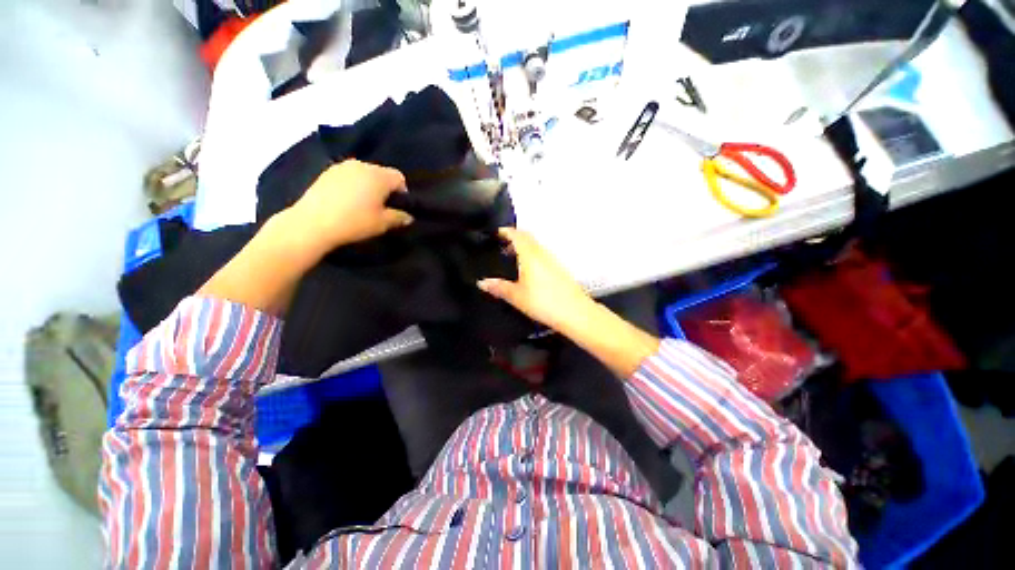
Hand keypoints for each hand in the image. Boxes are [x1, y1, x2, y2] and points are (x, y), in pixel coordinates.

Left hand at [287, 160, 412, 252]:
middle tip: (381, 207)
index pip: (399, 177)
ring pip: (364, 174)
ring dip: (368, 186)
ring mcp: (342, 167)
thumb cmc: (355, 222)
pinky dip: (352, 185)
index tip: (397, 207)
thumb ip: (399, 217)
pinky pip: (348, 176)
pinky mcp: (326, 172)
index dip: (402, 192)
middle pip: (381, 174)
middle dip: (385, 188)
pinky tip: (346, 201)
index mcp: (378, 176)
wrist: (312, 223)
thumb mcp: (383, 224)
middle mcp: (362, 165)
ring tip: (362, 204)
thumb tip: (408, 216)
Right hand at [477, 228, 595, 333]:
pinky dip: (533, 256)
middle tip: (502, 244)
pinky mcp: (560, 270)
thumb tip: (482, 282)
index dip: (506, 231)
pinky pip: (543, 256)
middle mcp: (543, 254)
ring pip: (537, 247)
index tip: (497, 232)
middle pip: (528, 238)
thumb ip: (499, 287)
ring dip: (525, 247)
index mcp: (531, 256)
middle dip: (515, 237)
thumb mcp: (516, 296)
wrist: (575, 312)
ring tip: (513, 257)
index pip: (517, 235)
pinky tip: (529, 271)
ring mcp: (553, 261)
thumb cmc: (545, 302)